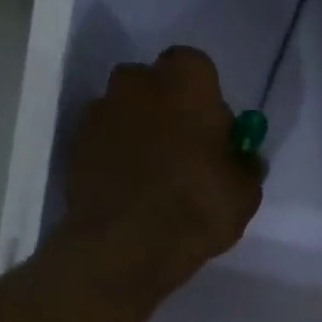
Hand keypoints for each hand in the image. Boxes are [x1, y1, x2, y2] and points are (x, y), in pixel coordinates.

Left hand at [64, 46, 262, 295]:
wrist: (124, 245)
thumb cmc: (195, 208)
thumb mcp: (244, 195)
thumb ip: (246, 167)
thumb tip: (243, 160)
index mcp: (185, 77)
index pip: (202, 75)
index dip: (210, 110)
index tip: (215, 145)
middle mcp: (137, 79)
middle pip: (160, 91)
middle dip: (172, 118)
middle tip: (186, 164)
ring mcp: (100, 110)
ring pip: (130, 118)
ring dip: (142, 141)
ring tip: (155, 188)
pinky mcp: (76, 145)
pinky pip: (106, 147)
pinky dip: (118, 164)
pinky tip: (131, 200)